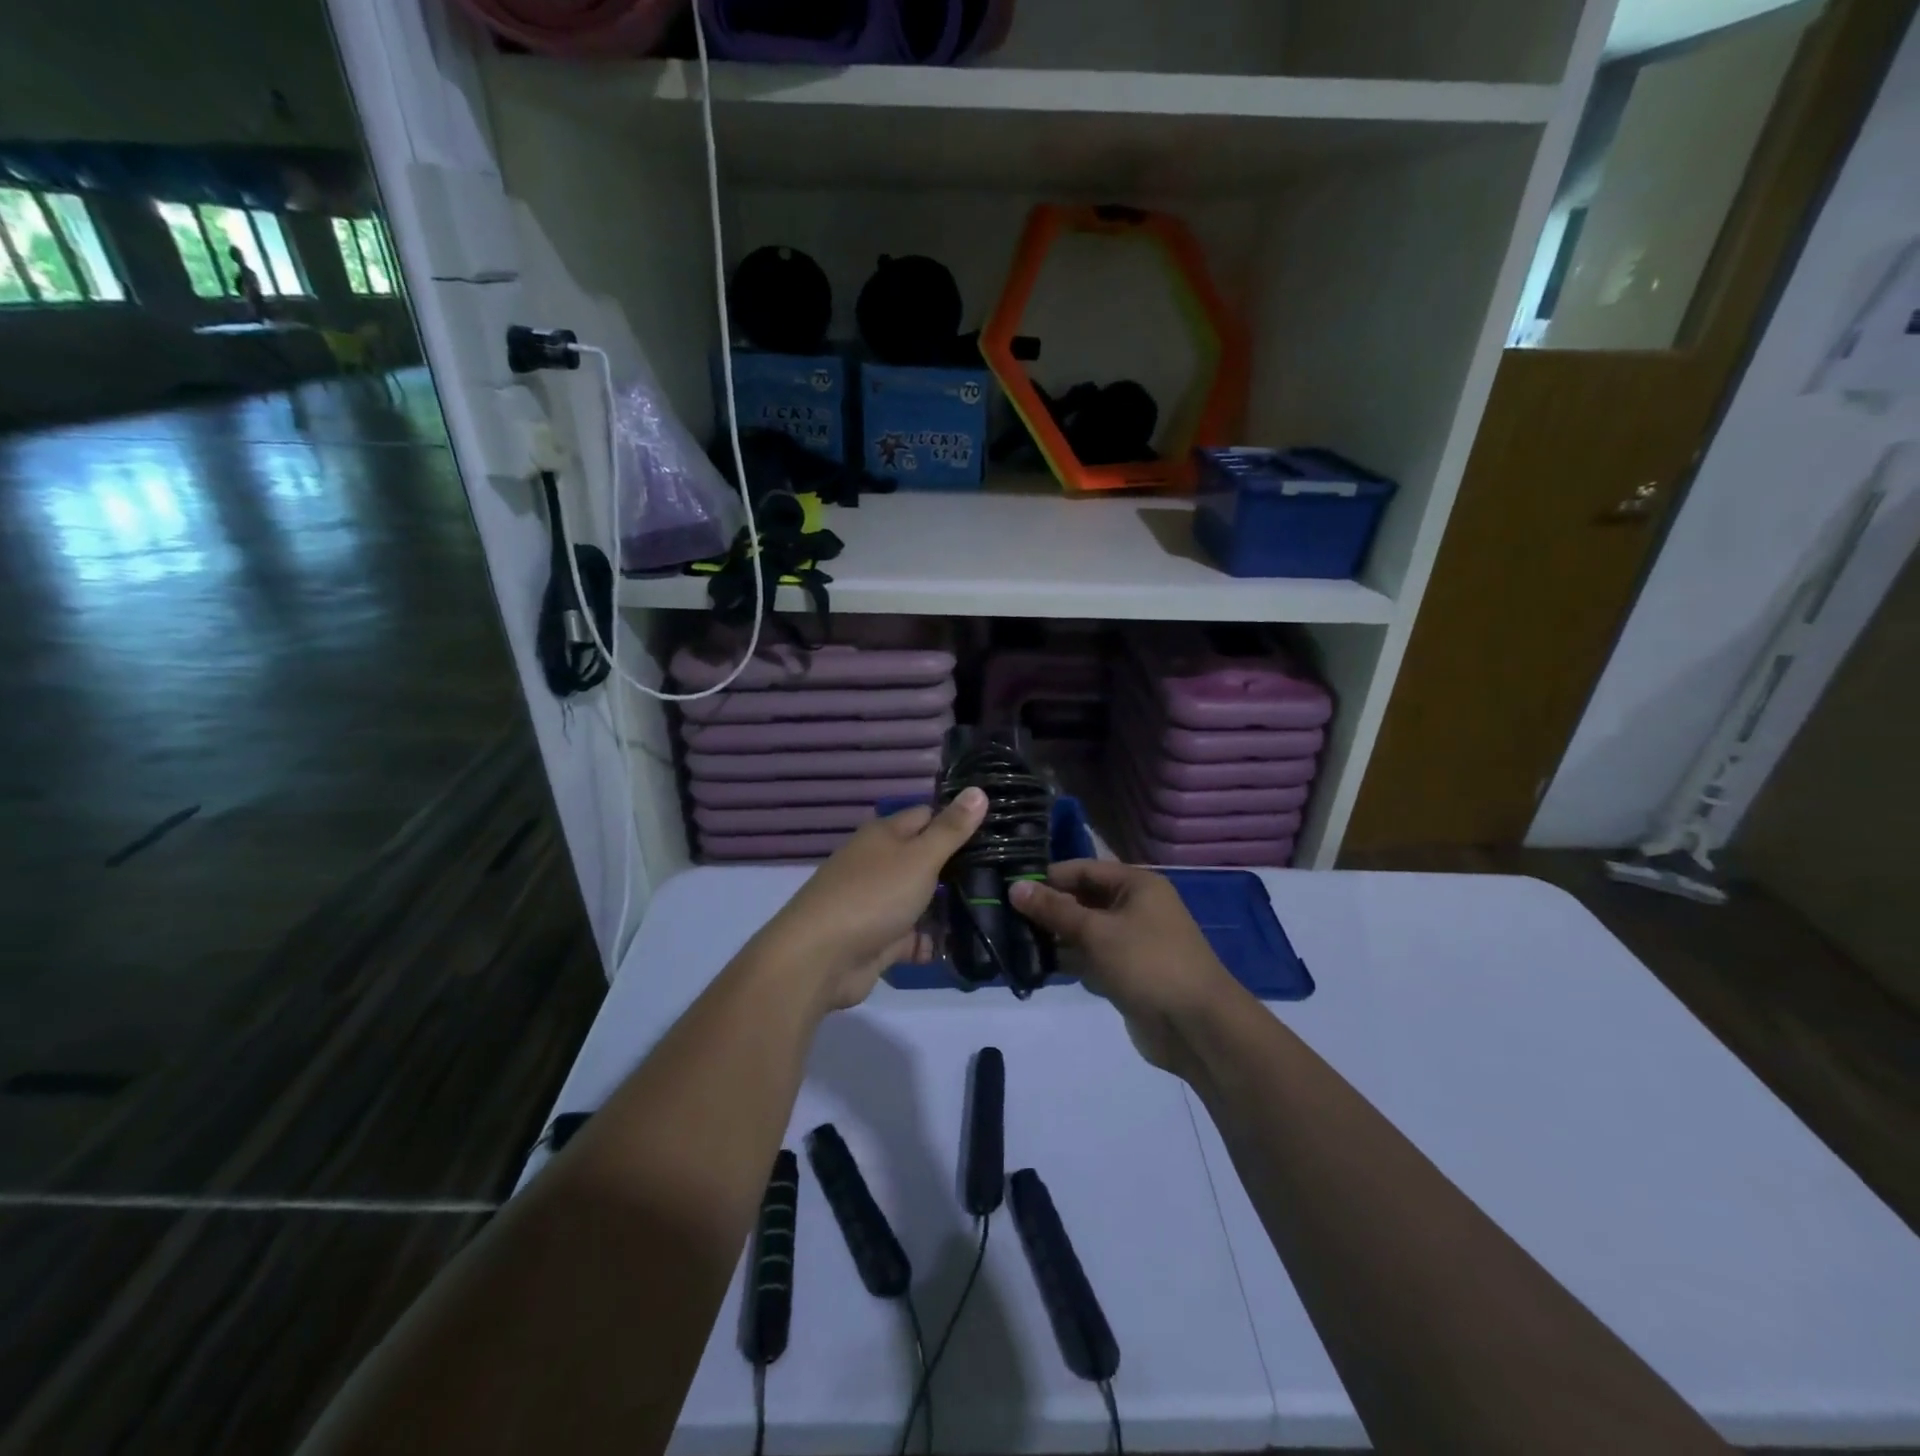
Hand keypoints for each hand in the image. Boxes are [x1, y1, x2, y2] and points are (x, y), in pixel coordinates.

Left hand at [751, 789, 988, 1013]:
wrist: (820, 958)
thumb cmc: (873, 896)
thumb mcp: (919, 857)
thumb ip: (951, 829)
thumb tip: (979, 790)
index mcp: (885, 835)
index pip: (928, 817)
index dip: (958, 822)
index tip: (997, 832)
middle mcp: (880, 864)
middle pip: (927, 861)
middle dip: (960, 871)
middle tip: (1006, 877)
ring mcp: (878, 903)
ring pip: (923, 901)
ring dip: (950, 910)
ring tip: (996, 914)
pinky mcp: (879, 939)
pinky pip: (913, 936)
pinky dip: (932, 942)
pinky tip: (965, 947)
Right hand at [1011, 860, 1247, 1076]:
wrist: (1197, 1027)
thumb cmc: (1148, 963)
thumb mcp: (1097, 932)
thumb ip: (1054, 909)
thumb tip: (1015, 887)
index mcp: (1136, 885)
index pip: (1083, 869)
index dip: (1049, 877)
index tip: (1010, 888)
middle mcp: (1135, 908)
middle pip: (1083, 900)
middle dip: (1048, 910)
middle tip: (1005, 917)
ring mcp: (1132, 942)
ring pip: (1085, 932)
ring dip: (1055, 938)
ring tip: (1014, 943)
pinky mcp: (1127, 974)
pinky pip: (1092, 959)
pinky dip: (1070, 962)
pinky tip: (1038, 968)